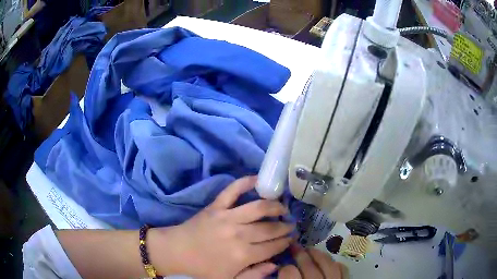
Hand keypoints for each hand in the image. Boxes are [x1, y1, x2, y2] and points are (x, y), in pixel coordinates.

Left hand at [149, 176, 293, 278]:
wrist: (174, 253)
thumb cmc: (201, 270)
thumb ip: (254, 275)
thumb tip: (275, 264)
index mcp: (243, 256)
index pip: (273, 246)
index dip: (285, 242)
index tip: (291, 238)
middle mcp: (239, 235)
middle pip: (270, 228)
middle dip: (284, 227)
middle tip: (290, 225)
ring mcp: (227, 217)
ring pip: (259, 208)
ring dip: (274, 206)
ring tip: (282, 208)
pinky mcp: (215, 206)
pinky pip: (232, 190)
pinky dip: (245, 182)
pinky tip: (258, 179)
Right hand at [278, 245, 346, 278]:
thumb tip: (279, 269)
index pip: (288, 272)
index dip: (284, 266)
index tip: (282, 265)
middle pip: (309, 266)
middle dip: (301, 254)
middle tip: (294, 247)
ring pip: (328, 264)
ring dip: (318, 254)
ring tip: (310, 250)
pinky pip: (343, 270)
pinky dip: (336, 264)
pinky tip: (329, 262)